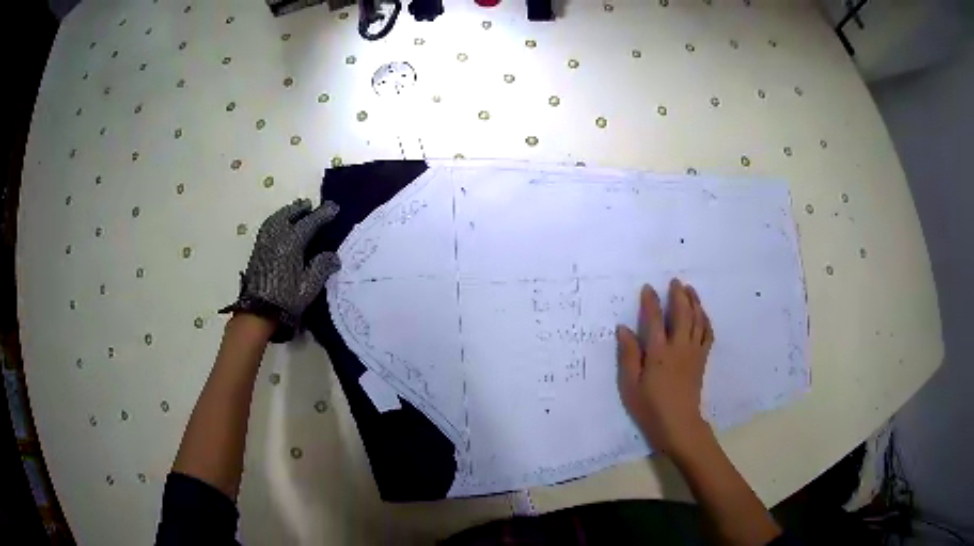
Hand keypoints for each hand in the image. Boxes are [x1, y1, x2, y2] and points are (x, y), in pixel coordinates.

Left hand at [220, 199, 340, 340]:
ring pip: (276, 219)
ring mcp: (264, 242)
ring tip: (296, 210)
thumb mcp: (309, 287)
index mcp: (291, 244)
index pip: (309, 223)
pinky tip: (280, 224)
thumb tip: (333, 256)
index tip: (333, 207)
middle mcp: (276, 238)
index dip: (322, 214)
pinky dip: (277, 219)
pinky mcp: (258, 250)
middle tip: (311, 205)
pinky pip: (268, 226)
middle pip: (289, 215)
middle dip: (301, 208)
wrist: (258, 312)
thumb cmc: (285, 300)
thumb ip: (321, 267)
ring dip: (287, 211)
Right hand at [616, 279, 713, 457]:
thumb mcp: (630, 385)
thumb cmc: (650, 407)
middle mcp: (679, 348)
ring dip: (695, 303)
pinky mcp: (702, 360)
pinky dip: (705, 320)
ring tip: (690, 290)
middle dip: (679, 295)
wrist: (678, 424)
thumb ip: (628, 355)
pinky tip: (702, 314)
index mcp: (659, 353)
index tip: (648, 288)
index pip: (655, 320)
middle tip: (675, 281)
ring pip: (698, 321)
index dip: (651, 302)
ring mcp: (693, 353)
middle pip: (682, 314)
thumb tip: (623, 328)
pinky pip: (707, 334)